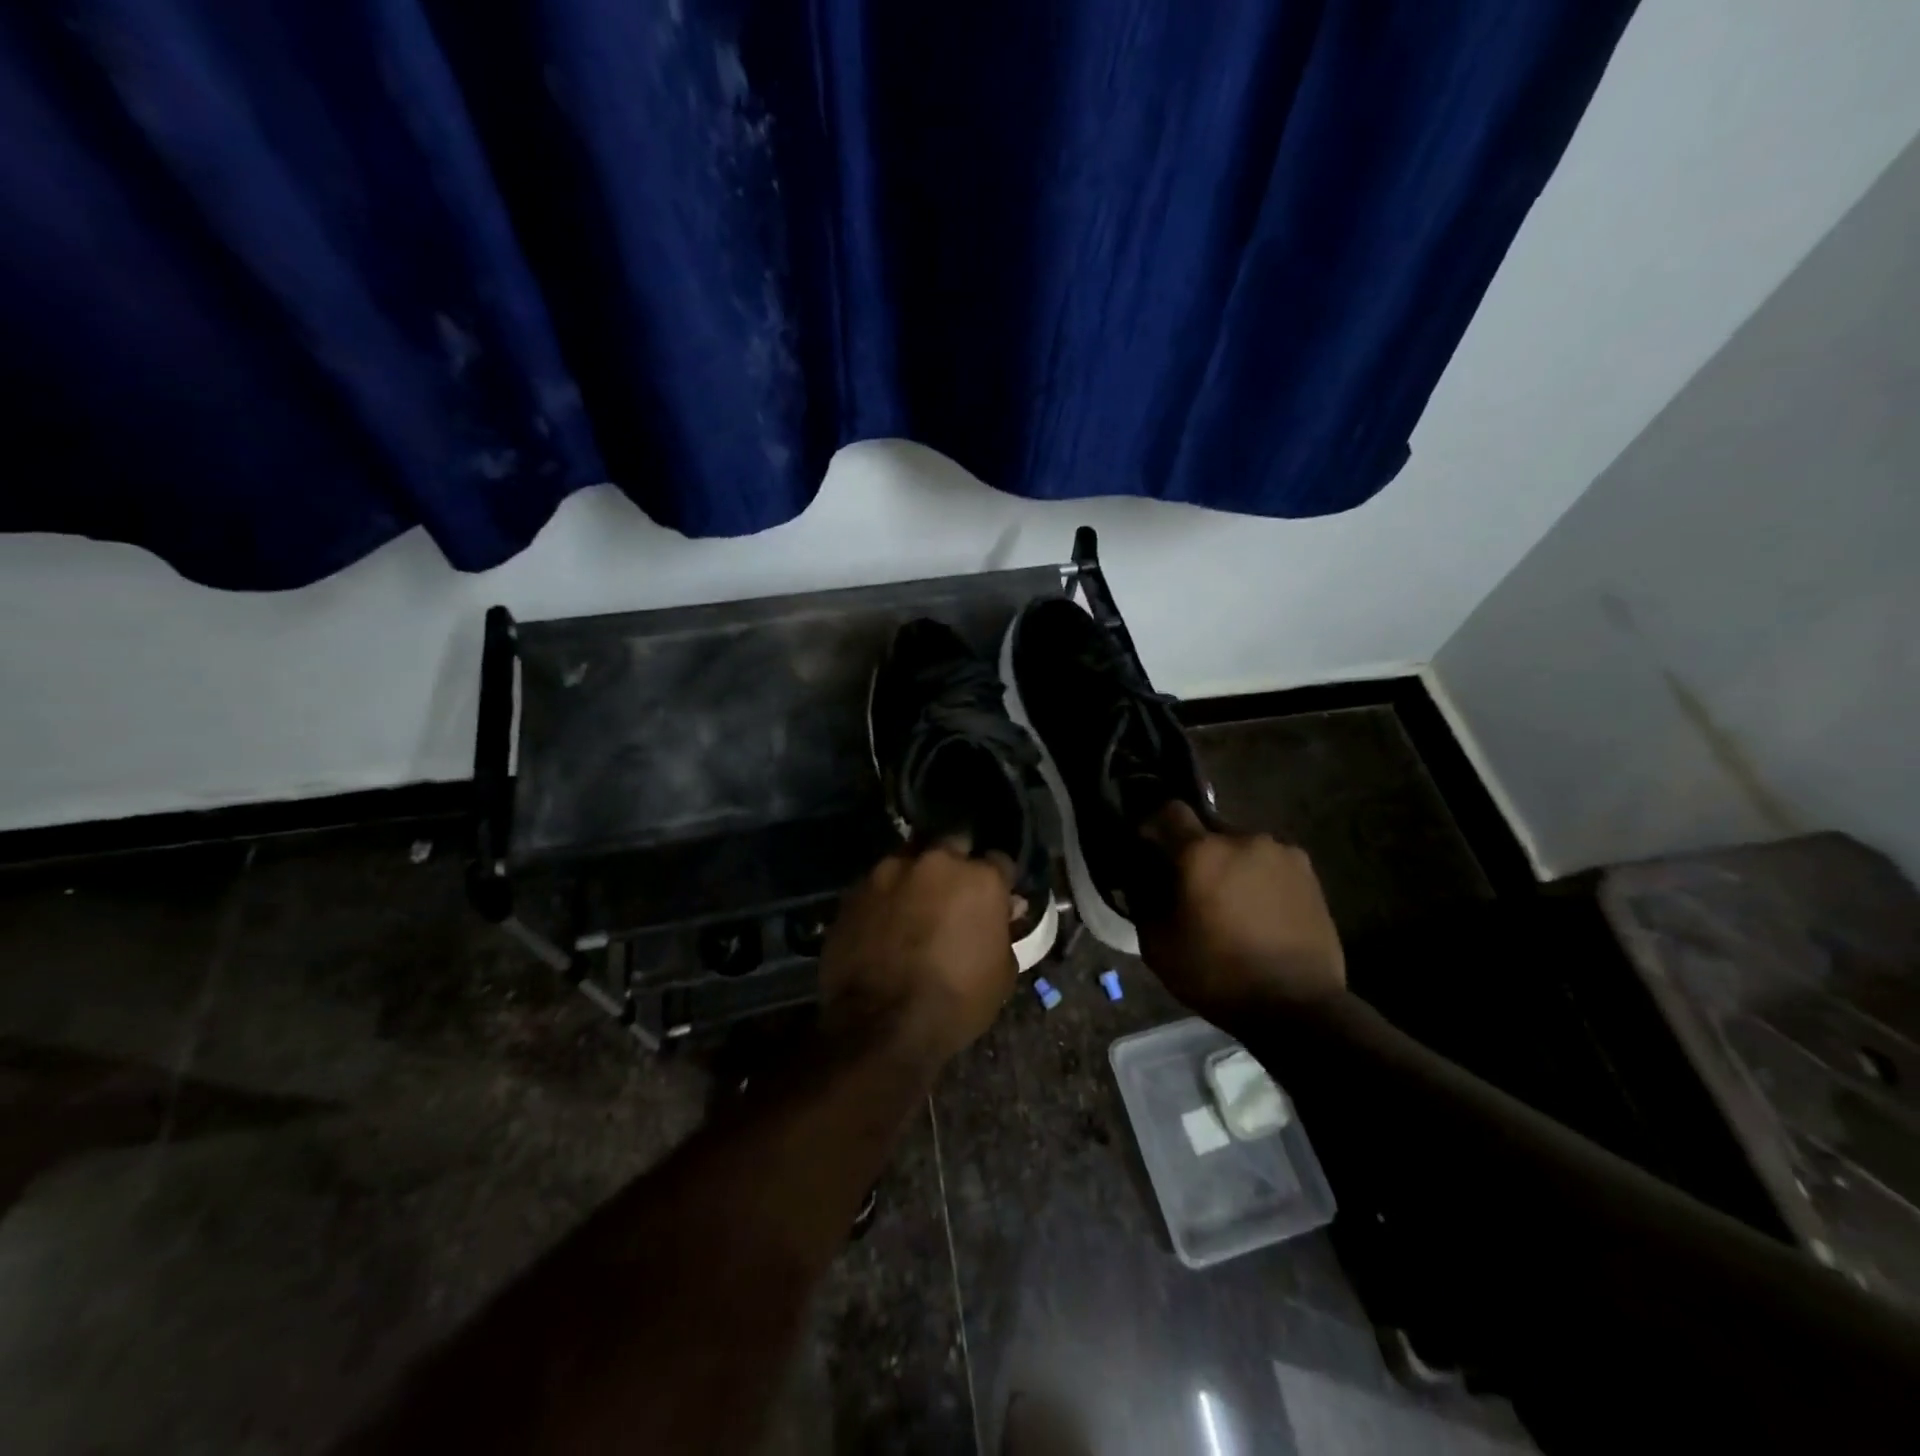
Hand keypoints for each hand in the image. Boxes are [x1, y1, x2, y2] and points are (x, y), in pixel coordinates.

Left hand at [819, 845, 1017, 1067]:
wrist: (881, 1025)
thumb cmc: (956, 1002)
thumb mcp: (1002, 974)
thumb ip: (1003, 931)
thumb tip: (1003, 910)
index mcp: (979, 878)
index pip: (999, 861)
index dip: (999, 880)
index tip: (996, 898)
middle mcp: (935, 862)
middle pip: (952, 846)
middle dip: (956, 865)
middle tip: (954, 895)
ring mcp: (889, 872)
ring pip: (910, 860)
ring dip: (917, 878)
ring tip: (914, 907)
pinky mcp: (854, 891)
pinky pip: (878, 884)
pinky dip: (885, 898)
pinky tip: (884, 923)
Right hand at [1137, 803, 1344, 1025]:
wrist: (1298, 1007)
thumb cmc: (1217, 975)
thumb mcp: (1158, 946)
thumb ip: (1142, 901)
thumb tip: (1141, 879)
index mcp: (1201, 852)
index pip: (1169, 811)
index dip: (1155, 827)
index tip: (1151, 852)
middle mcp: (1242, 839)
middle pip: (1207, 831)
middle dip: (1196, 853)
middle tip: (1193, 889)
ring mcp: (1281, 853)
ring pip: (1241, 848)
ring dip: (1230, 865)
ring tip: (1231, 905)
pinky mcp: (1309, 873)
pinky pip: (1270, 863)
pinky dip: (1259, 878)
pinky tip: (1260, 912)